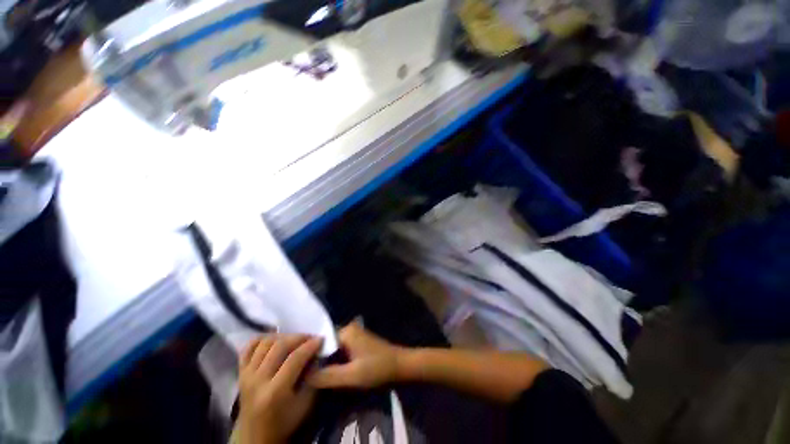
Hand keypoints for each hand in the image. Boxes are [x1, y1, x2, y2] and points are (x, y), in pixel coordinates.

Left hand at [238, 334, 322, 443]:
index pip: (294, 359)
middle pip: (279, 346)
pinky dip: (262, 338)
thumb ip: (313, 378)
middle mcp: (257, 380)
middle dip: (299, 337)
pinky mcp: (240, 372)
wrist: (255, 437)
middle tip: (310, 337)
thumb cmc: (284, 422)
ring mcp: (246, 375)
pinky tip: (274, 339)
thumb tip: (317, 355)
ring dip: (283, 336)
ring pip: (265, 343)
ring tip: (294, 339)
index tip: (321, 339)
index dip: (310, 345)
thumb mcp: (305, 404)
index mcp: (274, 392)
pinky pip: (248, 347)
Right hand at [308, 321, 405, 388]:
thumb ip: (327, 376)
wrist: (400, 365)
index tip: (299, 371)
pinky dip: (334, 362)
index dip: (309, 357)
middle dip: (316, 360)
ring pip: (332, 349)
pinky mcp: (357, 344)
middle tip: (303, 377)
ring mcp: (353, 336)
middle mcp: (348, 329)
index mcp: (346, 331)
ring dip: (325, 362)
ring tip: (311, 377)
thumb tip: (303, 375)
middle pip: (325, 345)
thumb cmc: (378, 368)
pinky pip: (340, 351)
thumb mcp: (352, 375)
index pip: (319, 341)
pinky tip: (327, 374)